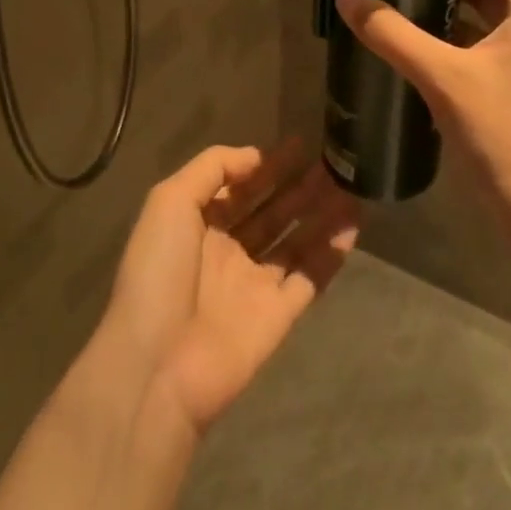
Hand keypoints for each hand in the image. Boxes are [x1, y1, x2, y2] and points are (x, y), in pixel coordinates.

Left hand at [96, 141, 359, 438]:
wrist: (157, 365)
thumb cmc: (158, 273)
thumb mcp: (169, 202)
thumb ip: (211, 168)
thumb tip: (255, 156)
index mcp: (197, 226)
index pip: (239, 187)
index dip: (268, 165)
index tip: (301, 144)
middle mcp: (228, 252)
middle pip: (272, 211)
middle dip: (300, 186)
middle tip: (333, 162)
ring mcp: (254, 285)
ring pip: (296, 241)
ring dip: (321, 214)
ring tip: (351, 186)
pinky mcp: (278, 315)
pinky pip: (310, 277)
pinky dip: (331, 254)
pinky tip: (353, 226)